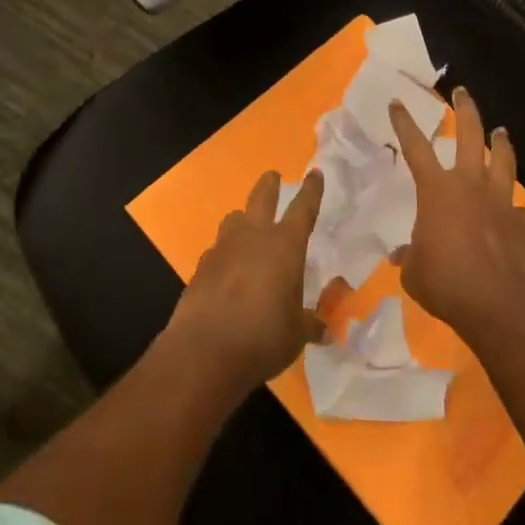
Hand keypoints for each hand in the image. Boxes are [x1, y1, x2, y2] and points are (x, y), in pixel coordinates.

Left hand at [169, 169, 325, 393]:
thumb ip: (310, 324)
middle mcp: (253, 238)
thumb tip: (325, 330)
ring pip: (233, 220)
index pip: (303, 209)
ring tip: (247, 226)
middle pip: (261, 198)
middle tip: (273, 176)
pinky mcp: (200, 268)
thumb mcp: (297, 334)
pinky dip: (225, 254)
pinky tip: (227, 270)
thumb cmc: (262, 337)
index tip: (314, 173)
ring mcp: (222, 250)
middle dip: (270, 185)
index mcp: (285, 246)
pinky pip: (216, 250)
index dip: (311, 191)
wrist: (204, 352)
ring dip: (243, 219)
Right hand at [388, 88, 524, 340]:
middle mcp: (470, 185)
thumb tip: (404, 254)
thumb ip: (409, 256)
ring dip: (501, 144)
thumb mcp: (414, 271)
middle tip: (462, 92)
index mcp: (437, 190)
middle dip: (465, 111)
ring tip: (501, 132)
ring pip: (503, 161)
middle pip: (470, 136)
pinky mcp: (521, 225)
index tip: (398, 102)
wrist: (497, 304)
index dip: (404, 123)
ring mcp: (500, 202)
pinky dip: (514, 208)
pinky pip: (518, 210)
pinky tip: (514, 213)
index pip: (415, 147)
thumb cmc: (445, 282)